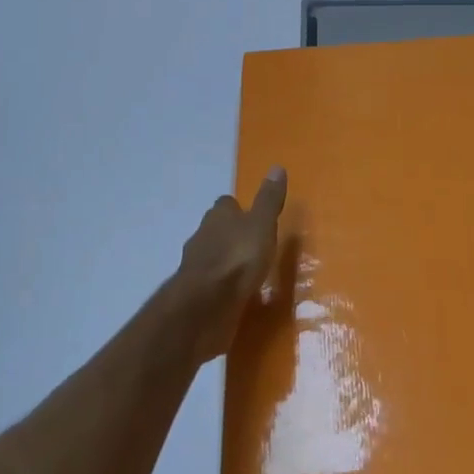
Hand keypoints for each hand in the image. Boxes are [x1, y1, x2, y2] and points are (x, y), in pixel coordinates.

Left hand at [171, 167, 287, 361]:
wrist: (205, 306)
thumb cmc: (237, 259)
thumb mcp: (262, 225)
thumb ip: (269, 200)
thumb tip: (277, 166)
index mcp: (218, 216)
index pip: (227, 204)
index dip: (240, 210)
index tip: (254, 217)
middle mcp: (203, 236)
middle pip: (217, 229)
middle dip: (231, 235)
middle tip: (254, 245)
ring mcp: (196, 267)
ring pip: (212, 257)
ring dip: (226, 262)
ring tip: (248, 273)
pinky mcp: (196, 295)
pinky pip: (212, 285)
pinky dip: (222, 287)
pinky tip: (237, 296)